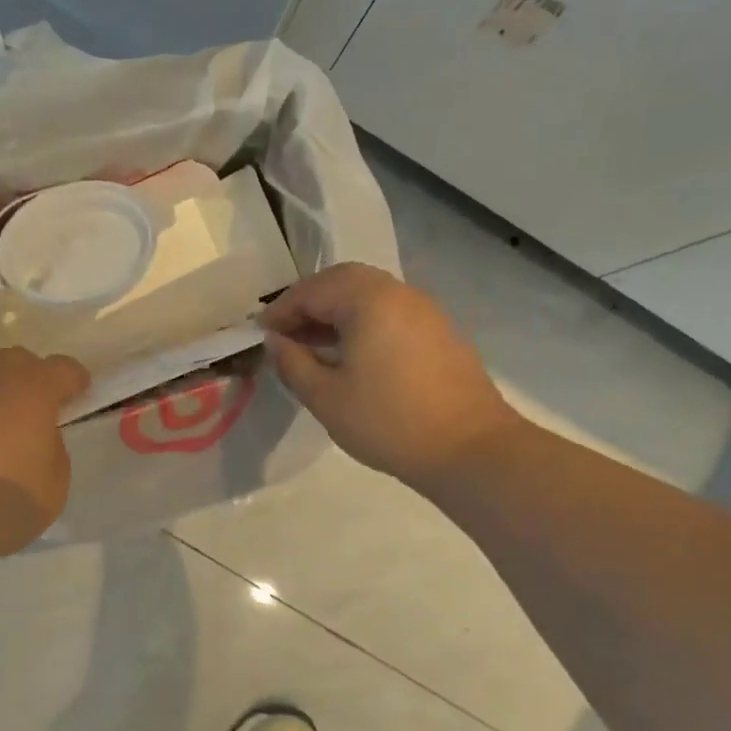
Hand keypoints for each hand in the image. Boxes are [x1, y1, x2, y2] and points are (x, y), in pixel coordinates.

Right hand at [262, 263, 516, 488]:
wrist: (469, 449)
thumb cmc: (388, 422)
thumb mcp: (325, 397)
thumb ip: (292, 363)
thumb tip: (275, 341)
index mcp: (368, 300)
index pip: (312, 290)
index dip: (281, 310)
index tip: (260, 335)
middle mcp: (398, 292)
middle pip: (343, 281)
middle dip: (309, 303)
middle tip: (285, 333)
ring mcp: (424, 310)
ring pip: (369, 296)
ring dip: (336, 313)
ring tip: (313, 347)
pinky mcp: (439, 332)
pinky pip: (390, 313)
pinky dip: (362, 323)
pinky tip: (350, 357)